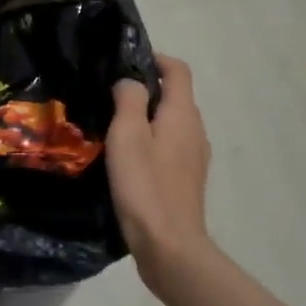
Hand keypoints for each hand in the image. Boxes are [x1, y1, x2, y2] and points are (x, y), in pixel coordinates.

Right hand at [106, 55, 211, 289]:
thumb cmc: (145, 185)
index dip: (155, 59)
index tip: (125, 62)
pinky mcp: (186, 180)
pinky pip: (170, 146)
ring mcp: (194, 158)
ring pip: (172, 123)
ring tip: (113, 124)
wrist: (169, 246)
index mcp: (183, 115)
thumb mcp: (127, 135)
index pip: (178, 70)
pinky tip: (127, 157)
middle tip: (110, 94)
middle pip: (175, 96)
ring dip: (147, 116)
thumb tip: (131, 82)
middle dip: (147, 88)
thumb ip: (129, 99)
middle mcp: (195, 131)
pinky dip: (151, 140)